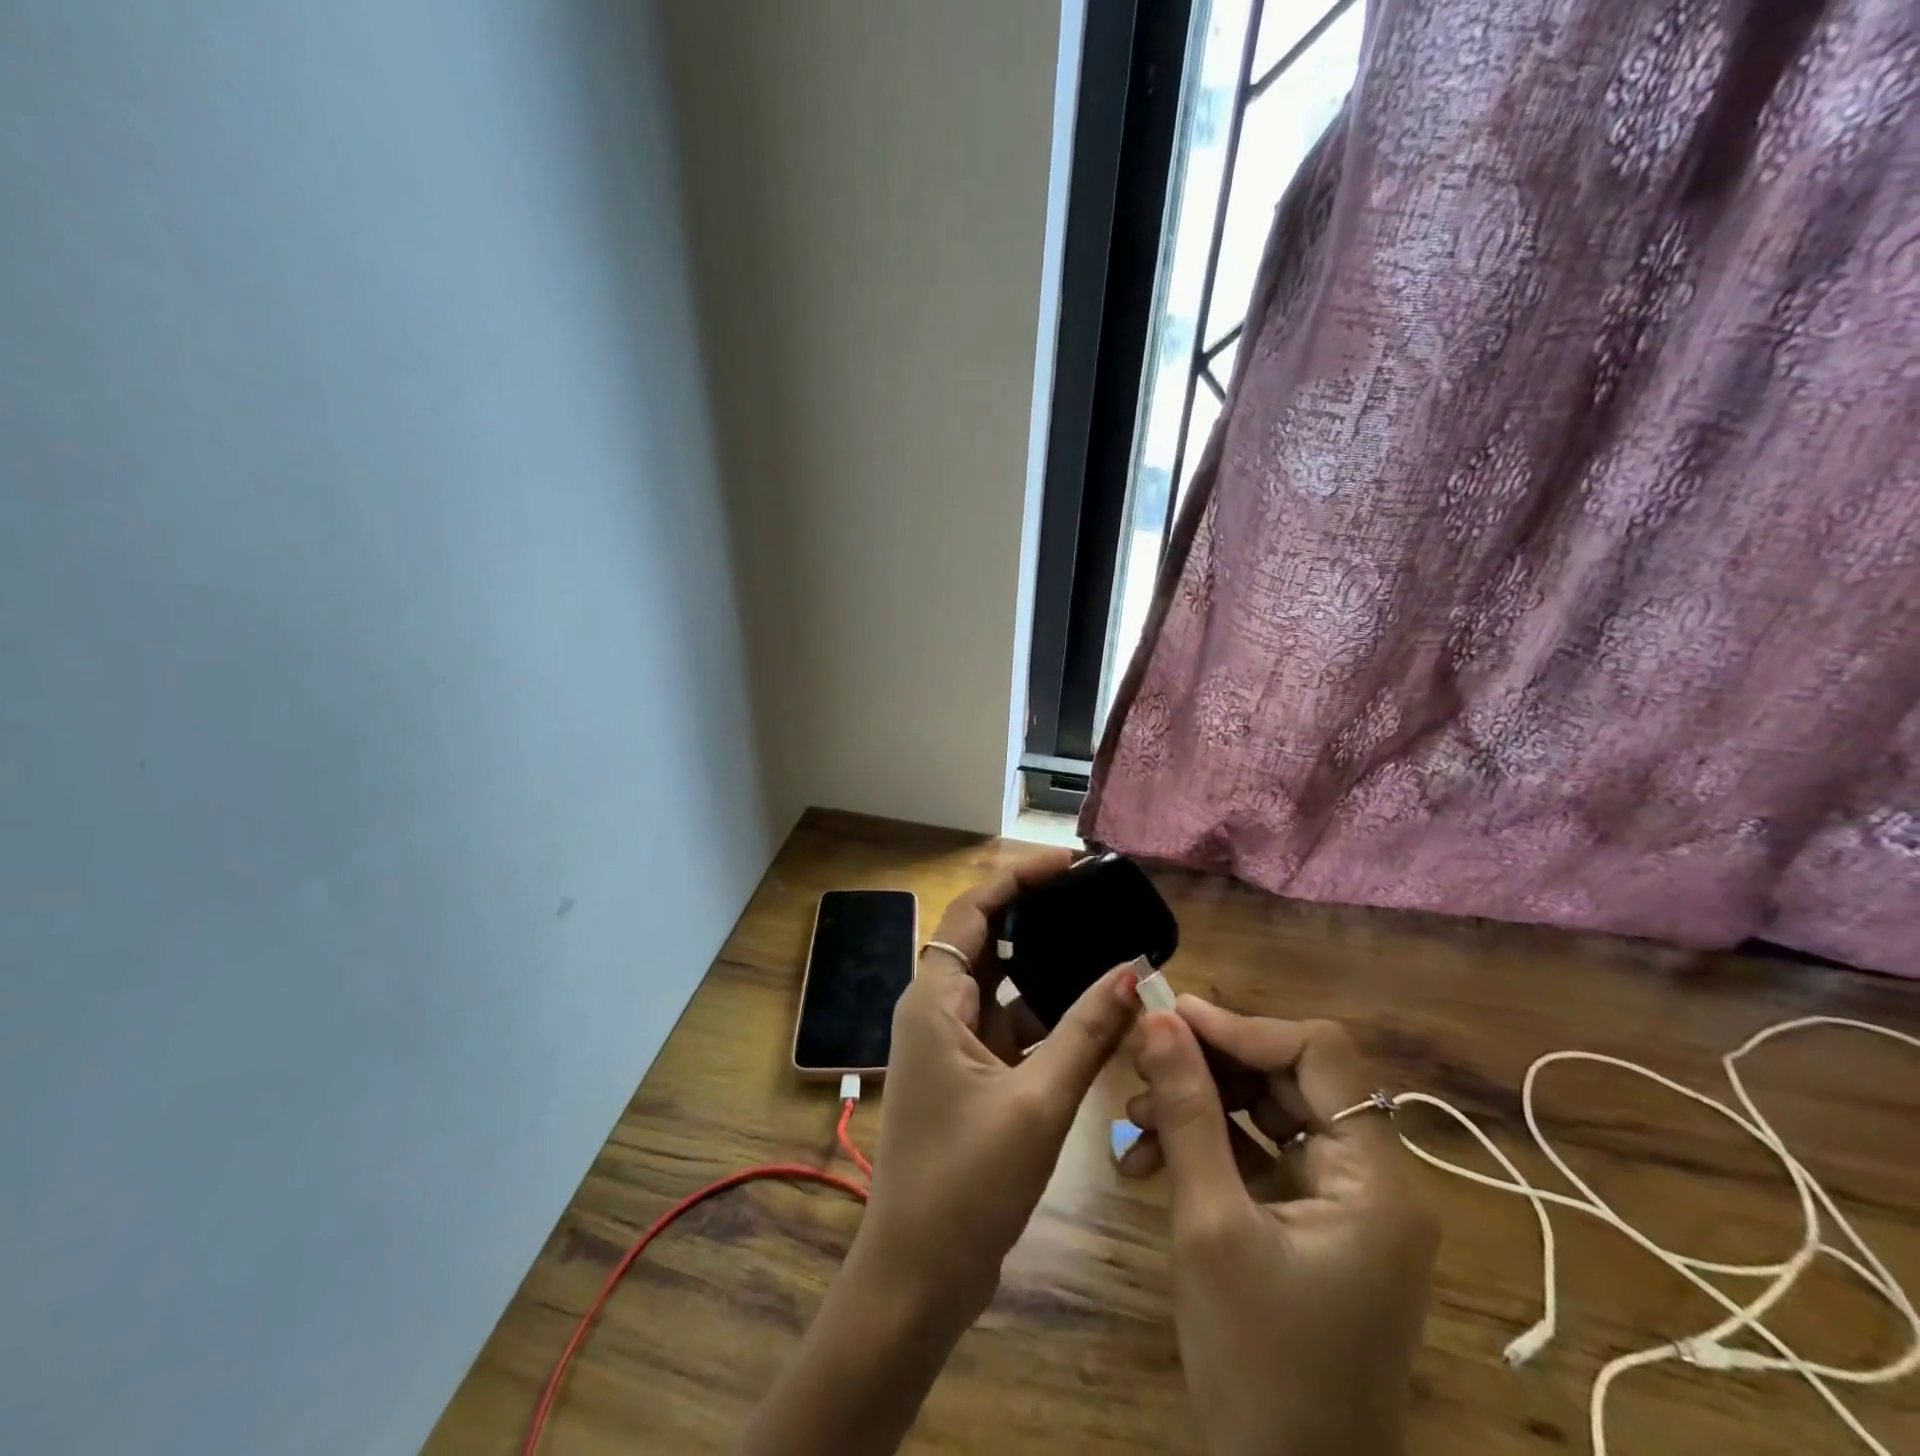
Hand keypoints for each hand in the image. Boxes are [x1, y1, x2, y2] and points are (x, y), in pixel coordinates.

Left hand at [854, 852, 1140, 1325]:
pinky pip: (1010, 1027)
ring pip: (1002, 986)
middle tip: (1094, 899)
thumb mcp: (1037, 1102)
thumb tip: (1133, 971)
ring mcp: (951, 1045)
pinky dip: (1046, 1016)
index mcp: (935, 999)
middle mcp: (937, 1010)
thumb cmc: (966, 1185)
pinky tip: (1092, 1014)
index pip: (974, 910)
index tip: (1071, 864)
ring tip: (1102, 945)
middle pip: (986, 939)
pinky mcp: (969, 1076)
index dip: (1019, 879)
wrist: (917, 1278)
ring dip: (1045, 969)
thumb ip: (1086, 1033)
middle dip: (1036, 915)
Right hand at [1119, 999, 1437, 1455]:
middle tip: (1140, 1062)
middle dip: (1208, 1067)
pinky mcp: (1307, 1224)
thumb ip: (1188, 1111)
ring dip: (1196, 1106)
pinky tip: (1145, 1159)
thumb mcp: (1211, 1224)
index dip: (1243, 1027)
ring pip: (1264, 1113)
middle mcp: (1371, 1179)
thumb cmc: (1258, 1365)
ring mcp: (1340, 1204)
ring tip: (1131, 1119)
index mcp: (1377, 1179)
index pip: (1318, 1054)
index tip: (1170, 1018)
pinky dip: (1203, 1147)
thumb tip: (1159, 1020)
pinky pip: (1255, 1156)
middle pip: (1287, 1079)